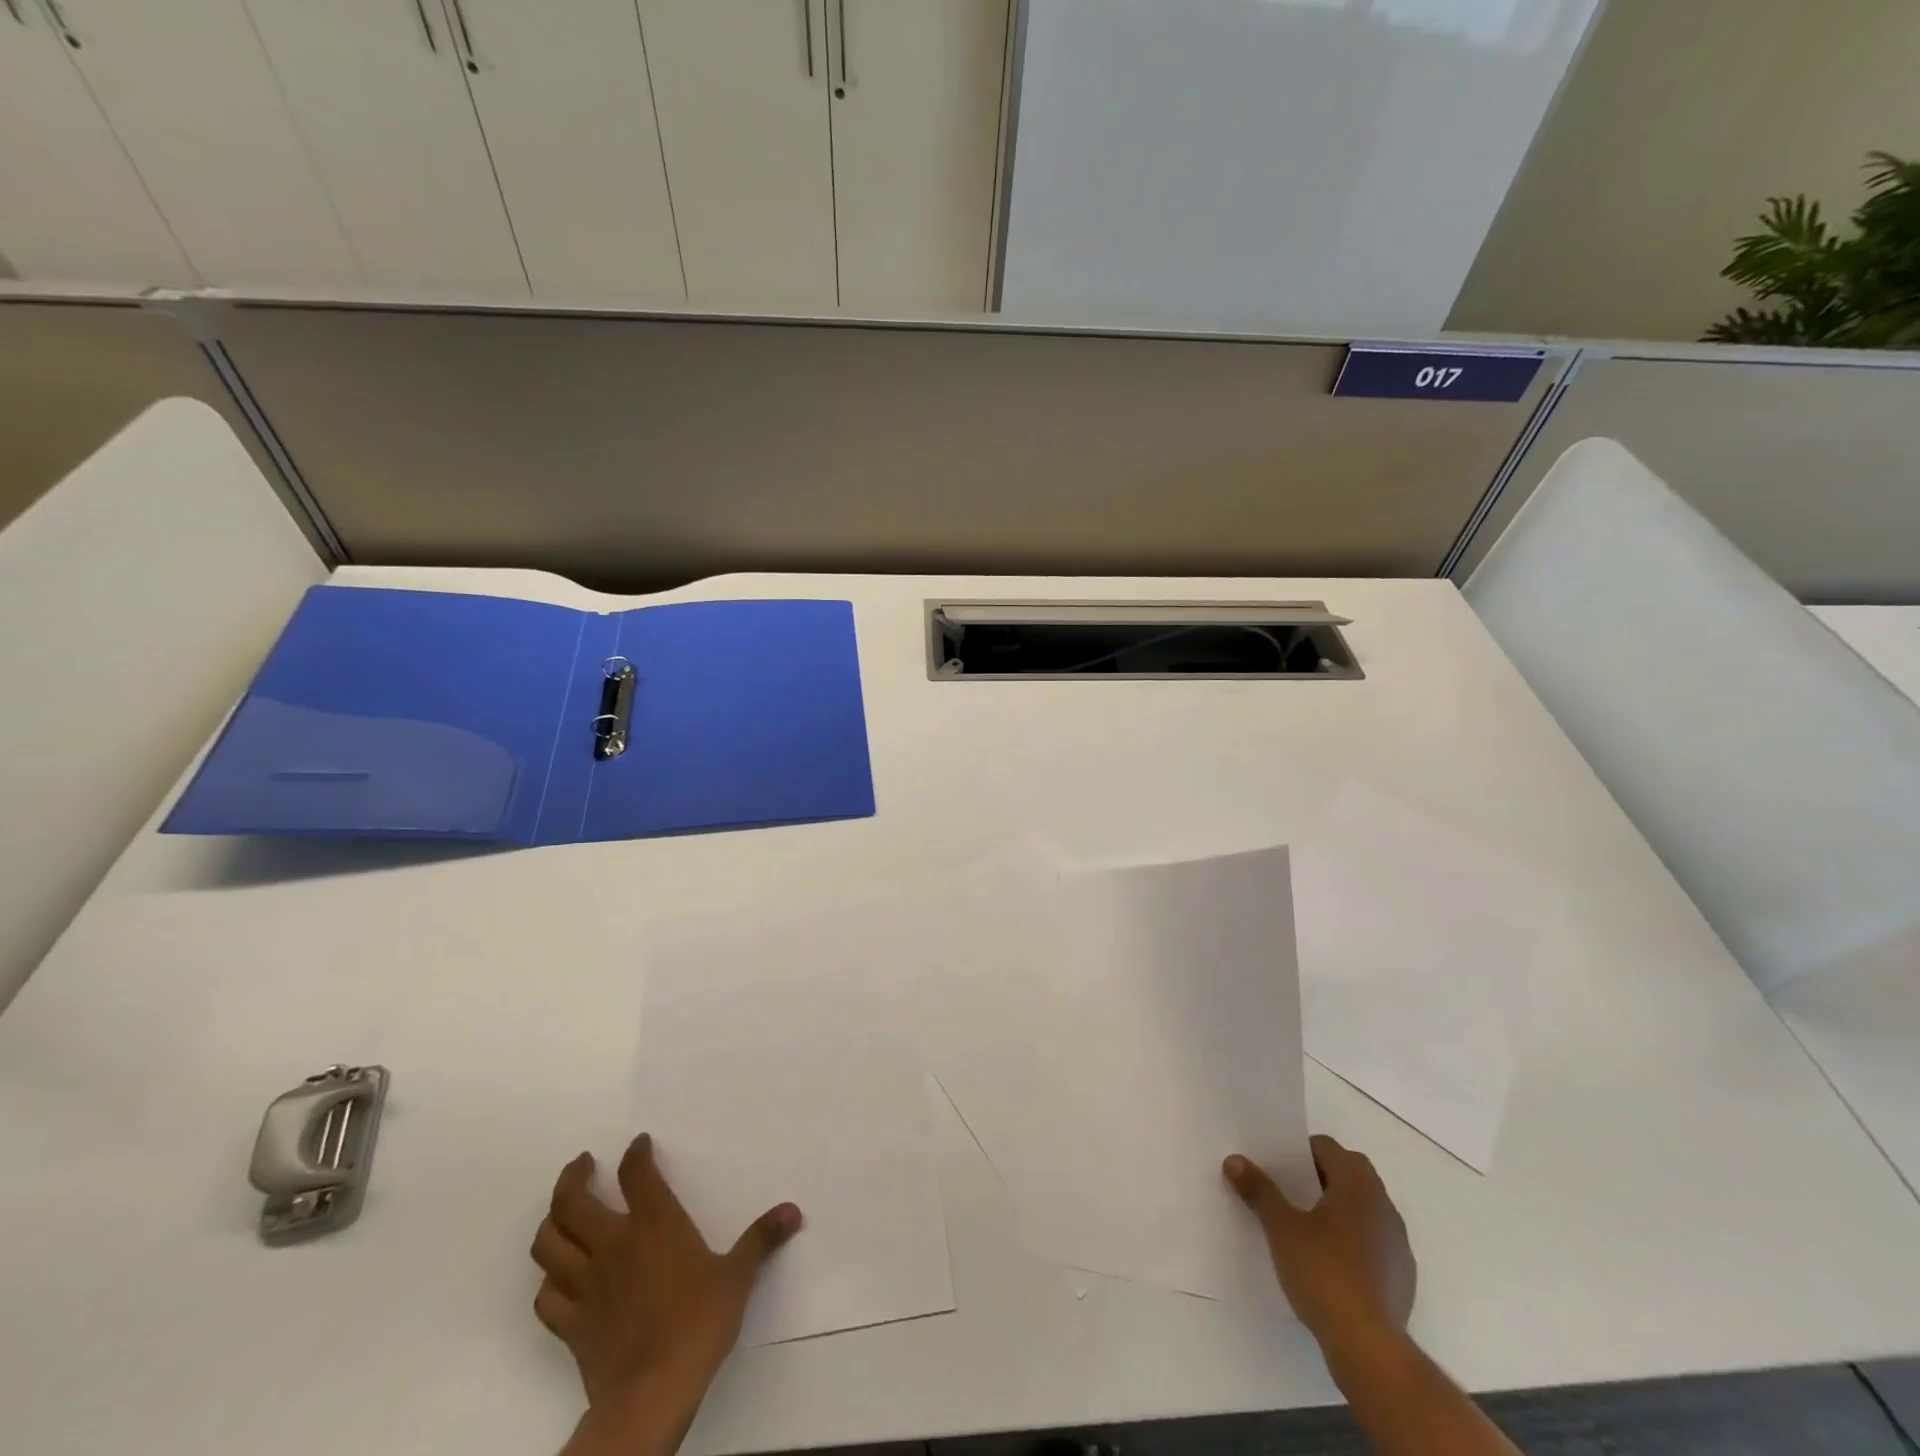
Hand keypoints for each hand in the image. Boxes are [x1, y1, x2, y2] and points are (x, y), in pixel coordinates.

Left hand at [531, 1133, 800, 1447]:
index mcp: (654, 1224)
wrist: (652, 1393)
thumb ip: (761, 1240)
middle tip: (582, 1163)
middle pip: (572, 1201)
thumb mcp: (738, 1276)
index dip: (636, 1154)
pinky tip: (558, 1276)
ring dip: (551, 1222)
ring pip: (548, 1244)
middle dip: (572, 1177)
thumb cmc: (698, 1323)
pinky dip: (548, 1280)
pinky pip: (545, 1296)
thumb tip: (793, 1210)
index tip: (639, 1144)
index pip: (636, 1174)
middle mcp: (613, 1244)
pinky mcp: (570, 1324)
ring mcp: (585, 1284)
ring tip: (561, 1211)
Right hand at [1224, 1135, 1414, 1346]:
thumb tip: (1234, 1160)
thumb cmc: (1323, 1271)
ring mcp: (1398, 1244)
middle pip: (1349, 1174)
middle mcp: (1384, 1206)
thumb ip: (1259, 1190)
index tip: (1278, 1166)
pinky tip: (1331, 1264)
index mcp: (1357, 1184)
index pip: (1328, 1147)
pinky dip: (1354, 1242)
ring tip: (1308, 1228)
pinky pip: (1375, 1242)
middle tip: (1289, 1191)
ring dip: (1340, 1210)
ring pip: (1364, 1209)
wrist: (1368, 1345)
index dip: (1300, 1151)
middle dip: (1320, 1178)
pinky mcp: (1403, 1278)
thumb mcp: (1281, 1227)